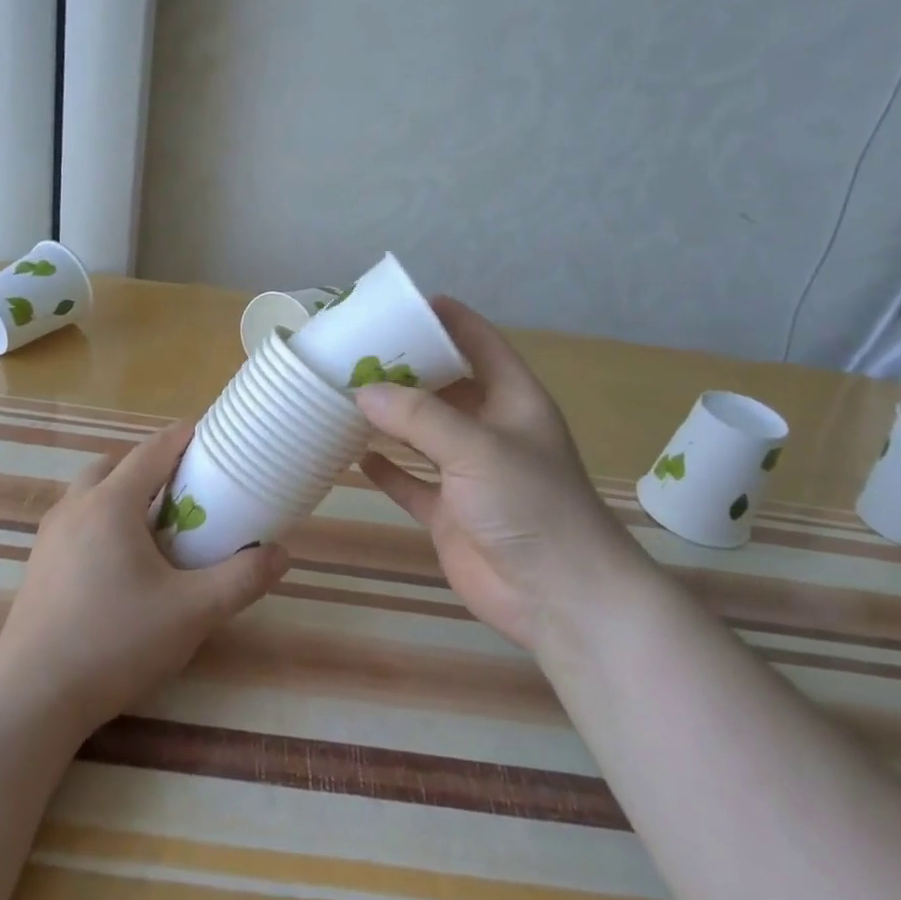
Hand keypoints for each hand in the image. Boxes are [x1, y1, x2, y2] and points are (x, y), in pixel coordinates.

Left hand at [0, 424, 288, 737]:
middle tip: (185, 486)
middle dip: (151, 464)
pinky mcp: (38, 564)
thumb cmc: (116, 642)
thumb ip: (241, 579)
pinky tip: (120, 561)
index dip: (183, 437)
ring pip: (90, 492)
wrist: (33, 697)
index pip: (152, 450)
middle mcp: (75, 507)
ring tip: (154, 523)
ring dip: (122, 491)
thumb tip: (280, 554)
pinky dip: (102, 519)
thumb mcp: (193, 612)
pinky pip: (75, 520)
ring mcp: (50, 535)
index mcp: (111, 504)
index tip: (211, 436)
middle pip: (115, 464)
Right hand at [356, 298, 645, 656]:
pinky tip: (352, 455)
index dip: (448, 320)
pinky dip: (384, 470)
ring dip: (388, 418)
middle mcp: (489, 430)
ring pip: (420, 434)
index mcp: (513, 400)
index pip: (480, 344)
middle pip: (443, 387)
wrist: (558, 597)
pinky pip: (409, 481)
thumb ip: (419, 416)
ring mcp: (467, 473)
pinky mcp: (448, 512)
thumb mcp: (476, 448)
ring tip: (342, 394)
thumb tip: (363, 392)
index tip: (405, 302)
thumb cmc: (530, 505)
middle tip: (355, 350)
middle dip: (404, 369)